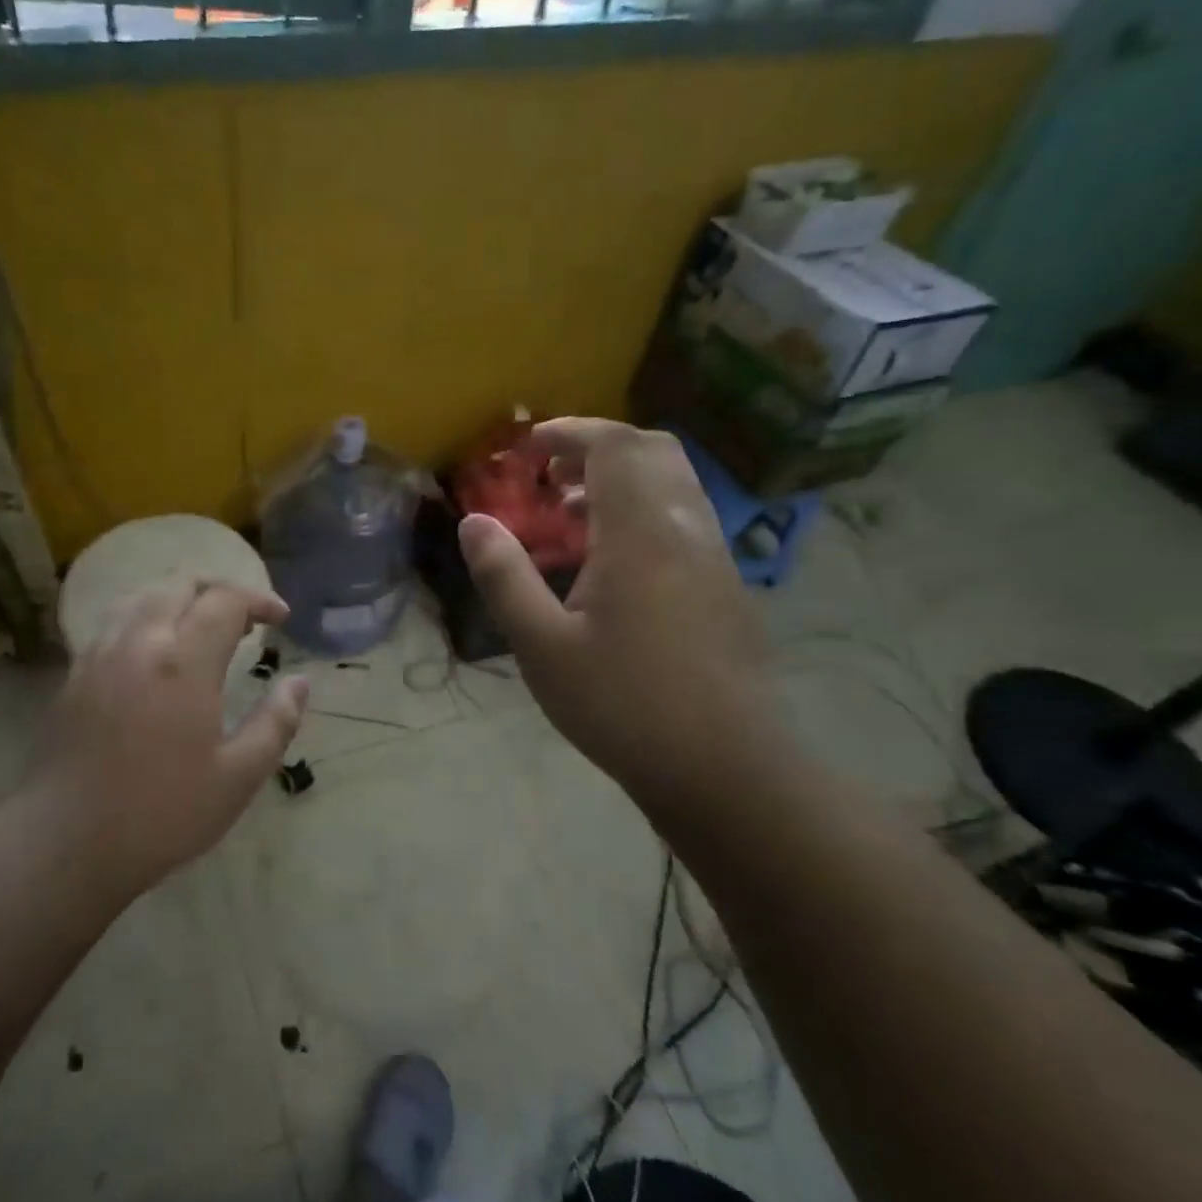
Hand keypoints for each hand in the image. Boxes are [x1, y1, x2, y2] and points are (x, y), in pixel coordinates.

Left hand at [34, 582, 308, 893]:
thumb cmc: (162, 813)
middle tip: (244, 619)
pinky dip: (146, 618)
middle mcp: (139, 642)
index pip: (225, 601)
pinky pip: (115, 622)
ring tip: (201, 628)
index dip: (259, 600)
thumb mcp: (238, 777)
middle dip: (219, 590)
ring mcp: (99, 654)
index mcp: (183, 662)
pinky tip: (156, 654)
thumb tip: (299, 681)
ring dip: (180, 599)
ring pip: (142, 596)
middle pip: (180, 584)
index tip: (280, 619)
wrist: (65, 843)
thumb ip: (276, 722)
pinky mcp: (74, 674)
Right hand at [458, 418, 776, 811]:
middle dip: (600, 445)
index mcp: (641, 533)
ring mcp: (715, 557)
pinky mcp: (727, 586)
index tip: (530, 445)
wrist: (726, 770)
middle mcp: (686, 529)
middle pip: (653, 451)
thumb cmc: (624, 705)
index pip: (615, 445)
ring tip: (574, 514)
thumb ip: (504, 576)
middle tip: (553, 473)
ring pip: (675, 484)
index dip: (571, 431)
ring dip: (624, 479)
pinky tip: (614, 561)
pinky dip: (646, 510)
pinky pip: (686, 518)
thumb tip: (473, 521)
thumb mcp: (542, 646)